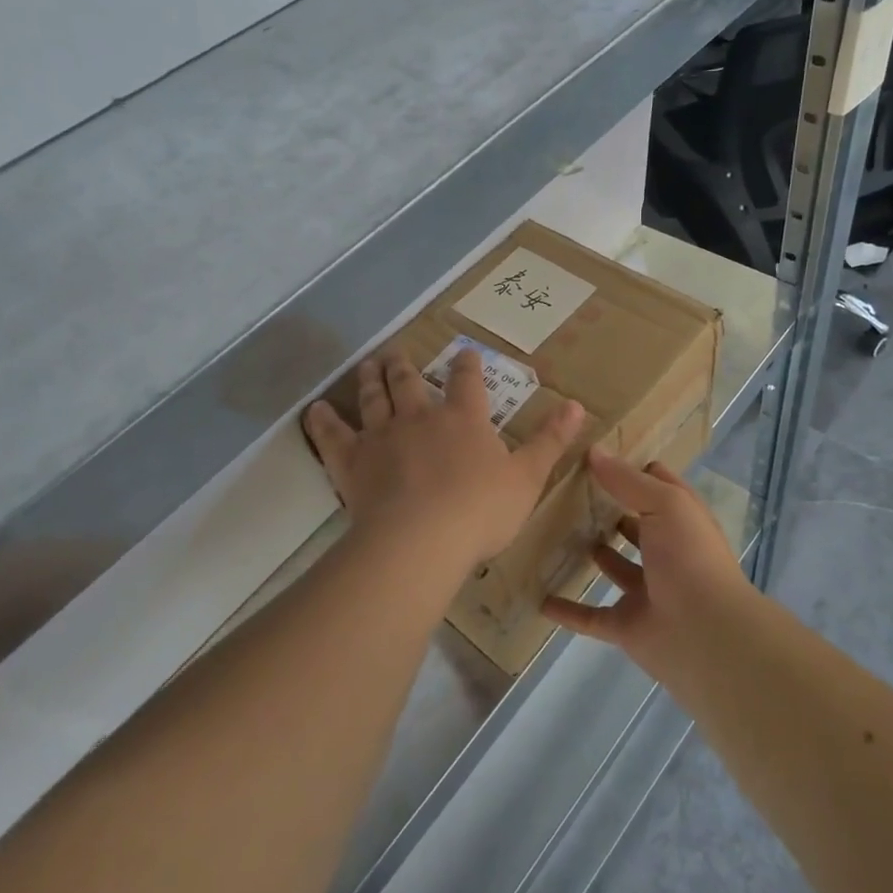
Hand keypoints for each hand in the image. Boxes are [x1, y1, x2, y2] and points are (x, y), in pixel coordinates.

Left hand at [303, 348, 583, 576]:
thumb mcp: (527, 478)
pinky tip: (315, 409)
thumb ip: (550, 441)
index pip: (467, 381)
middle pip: (410, 383)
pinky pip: (333, 435)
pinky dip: (323, 421)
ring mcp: (382, 436)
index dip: (467, 365)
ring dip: (371, 379)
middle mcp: (420, 417)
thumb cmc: (480, 511)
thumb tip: (577, 404)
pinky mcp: (352, 461)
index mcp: (464, 419)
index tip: (464, 352)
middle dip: (405, 366)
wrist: (421, 540)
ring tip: (368, 364)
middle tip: (395, 352)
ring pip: (374, 398)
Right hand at [541, 451, 754, 682]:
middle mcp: (666, 552)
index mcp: (681, 520)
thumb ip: (627, 480)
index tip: (595, 454)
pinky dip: (568, 610)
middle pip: (635, 525)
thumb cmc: (690, 557)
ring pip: (615, 567)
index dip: (632, 469)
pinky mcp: (627, 625)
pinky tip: (539, 597)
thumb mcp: (664, 504)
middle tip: (566, 491)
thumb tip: (593, 451)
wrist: (706, 636)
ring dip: (593, 554)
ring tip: (555, 532)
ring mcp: (647, 590)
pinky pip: (591, 616)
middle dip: (608, 510)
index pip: (658, 486)